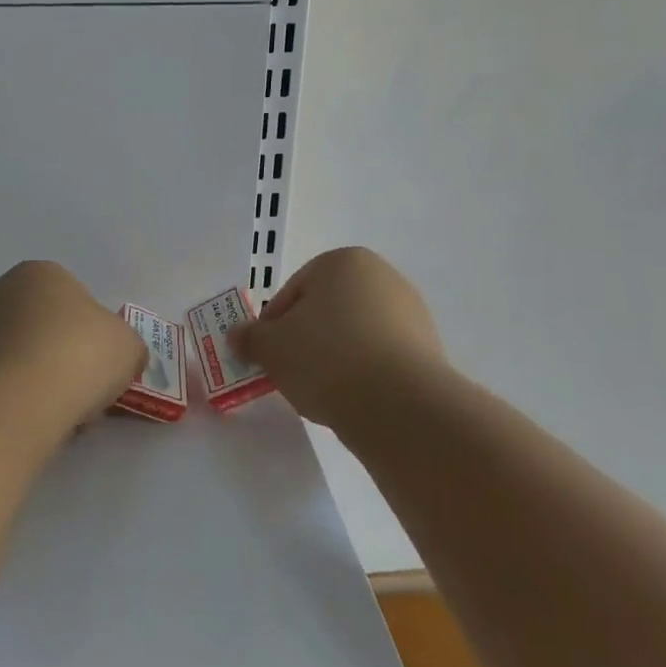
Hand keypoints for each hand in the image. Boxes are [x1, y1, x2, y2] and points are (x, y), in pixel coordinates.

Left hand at [0, 261, 145, 429]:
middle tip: (83, 396)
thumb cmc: (78, 357)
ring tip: (58, 417)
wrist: (11, 401)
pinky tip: (28, 422)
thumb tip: (116, 357)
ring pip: (22, 360)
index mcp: (42, 273)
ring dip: (41, 384)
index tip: (102, 369)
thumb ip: (125, 346)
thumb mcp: (128, 346)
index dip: (95, 338)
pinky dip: (14, 402)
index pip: (77, 301)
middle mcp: (0, 291)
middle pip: (46, 331)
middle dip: (65, 362)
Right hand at [234, 247, 445, 427]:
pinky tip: (353, 398)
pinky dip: (363, 373)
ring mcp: (411, 313)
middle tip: (290, 373)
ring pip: (354, 335)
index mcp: (343, 261)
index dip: (273, 325)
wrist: (398, 405)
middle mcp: (382, 277)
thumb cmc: (325, 358)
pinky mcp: (428, 349)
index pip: (293, 292)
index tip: (268, 355)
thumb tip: (237, 335)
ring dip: (334, 357)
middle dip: (305, 339)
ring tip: (322, 391)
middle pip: (326, 310)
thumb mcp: (271, 347)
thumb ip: (250, 338)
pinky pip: (380, 357)